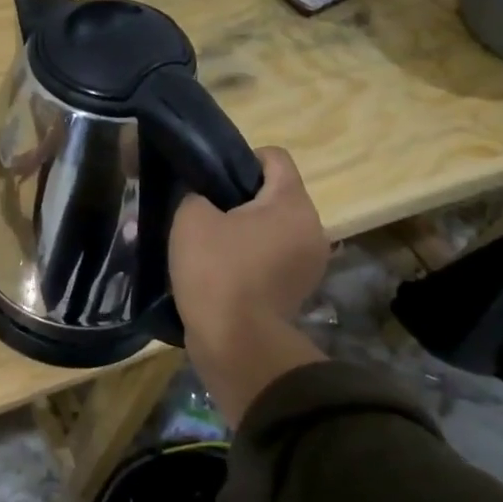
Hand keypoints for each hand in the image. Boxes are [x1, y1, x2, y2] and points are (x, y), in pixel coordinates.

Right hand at [170, 147, 328, 424]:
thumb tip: (202, 195)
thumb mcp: (190, 218)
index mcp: (292, 202)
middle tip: (205, 212)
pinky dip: (253, 256)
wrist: (236, 344)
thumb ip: (195, 193)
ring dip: (247, 230)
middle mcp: (312, 227)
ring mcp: (310, 262)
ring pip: (275, 227)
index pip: (274, 157)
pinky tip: (224, 270)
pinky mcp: (299, 289)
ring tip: (212, 244)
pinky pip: (275, 256)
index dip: (240, 159)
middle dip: (241, 198)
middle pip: (276, 193)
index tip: (211, 179)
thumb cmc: (217, 271)